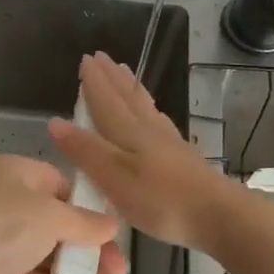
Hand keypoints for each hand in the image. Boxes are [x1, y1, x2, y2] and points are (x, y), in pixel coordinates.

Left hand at [0, 155, 128, 273]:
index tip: (117, 234)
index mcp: (17, 175)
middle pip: (63, 226)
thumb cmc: (0, 230)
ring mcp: (3, 242)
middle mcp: (10, 204)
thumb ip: (85, 222)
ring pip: (54, 258)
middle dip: (95, 253)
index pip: (64, 187)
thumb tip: (111, 225)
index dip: (92, 210)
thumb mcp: (49, 216)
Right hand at [47, 51, 240, 251]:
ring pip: (144, 107)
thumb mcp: (113, 178)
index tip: (85, 59)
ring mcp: (169, 142)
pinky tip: (153, 115)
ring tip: (125, 74)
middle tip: (102, 57)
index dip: (93, 82)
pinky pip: (158, 121)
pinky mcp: (183, 157)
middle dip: (112, 78)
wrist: (218, 215)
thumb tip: (55, 122)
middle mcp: (148, 130)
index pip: (105, 101)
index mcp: (128, 133)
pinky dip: (149, 109)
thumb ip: (85, 151)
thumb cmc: (160, 200)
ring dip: (130, 88)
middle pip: (127, 98)